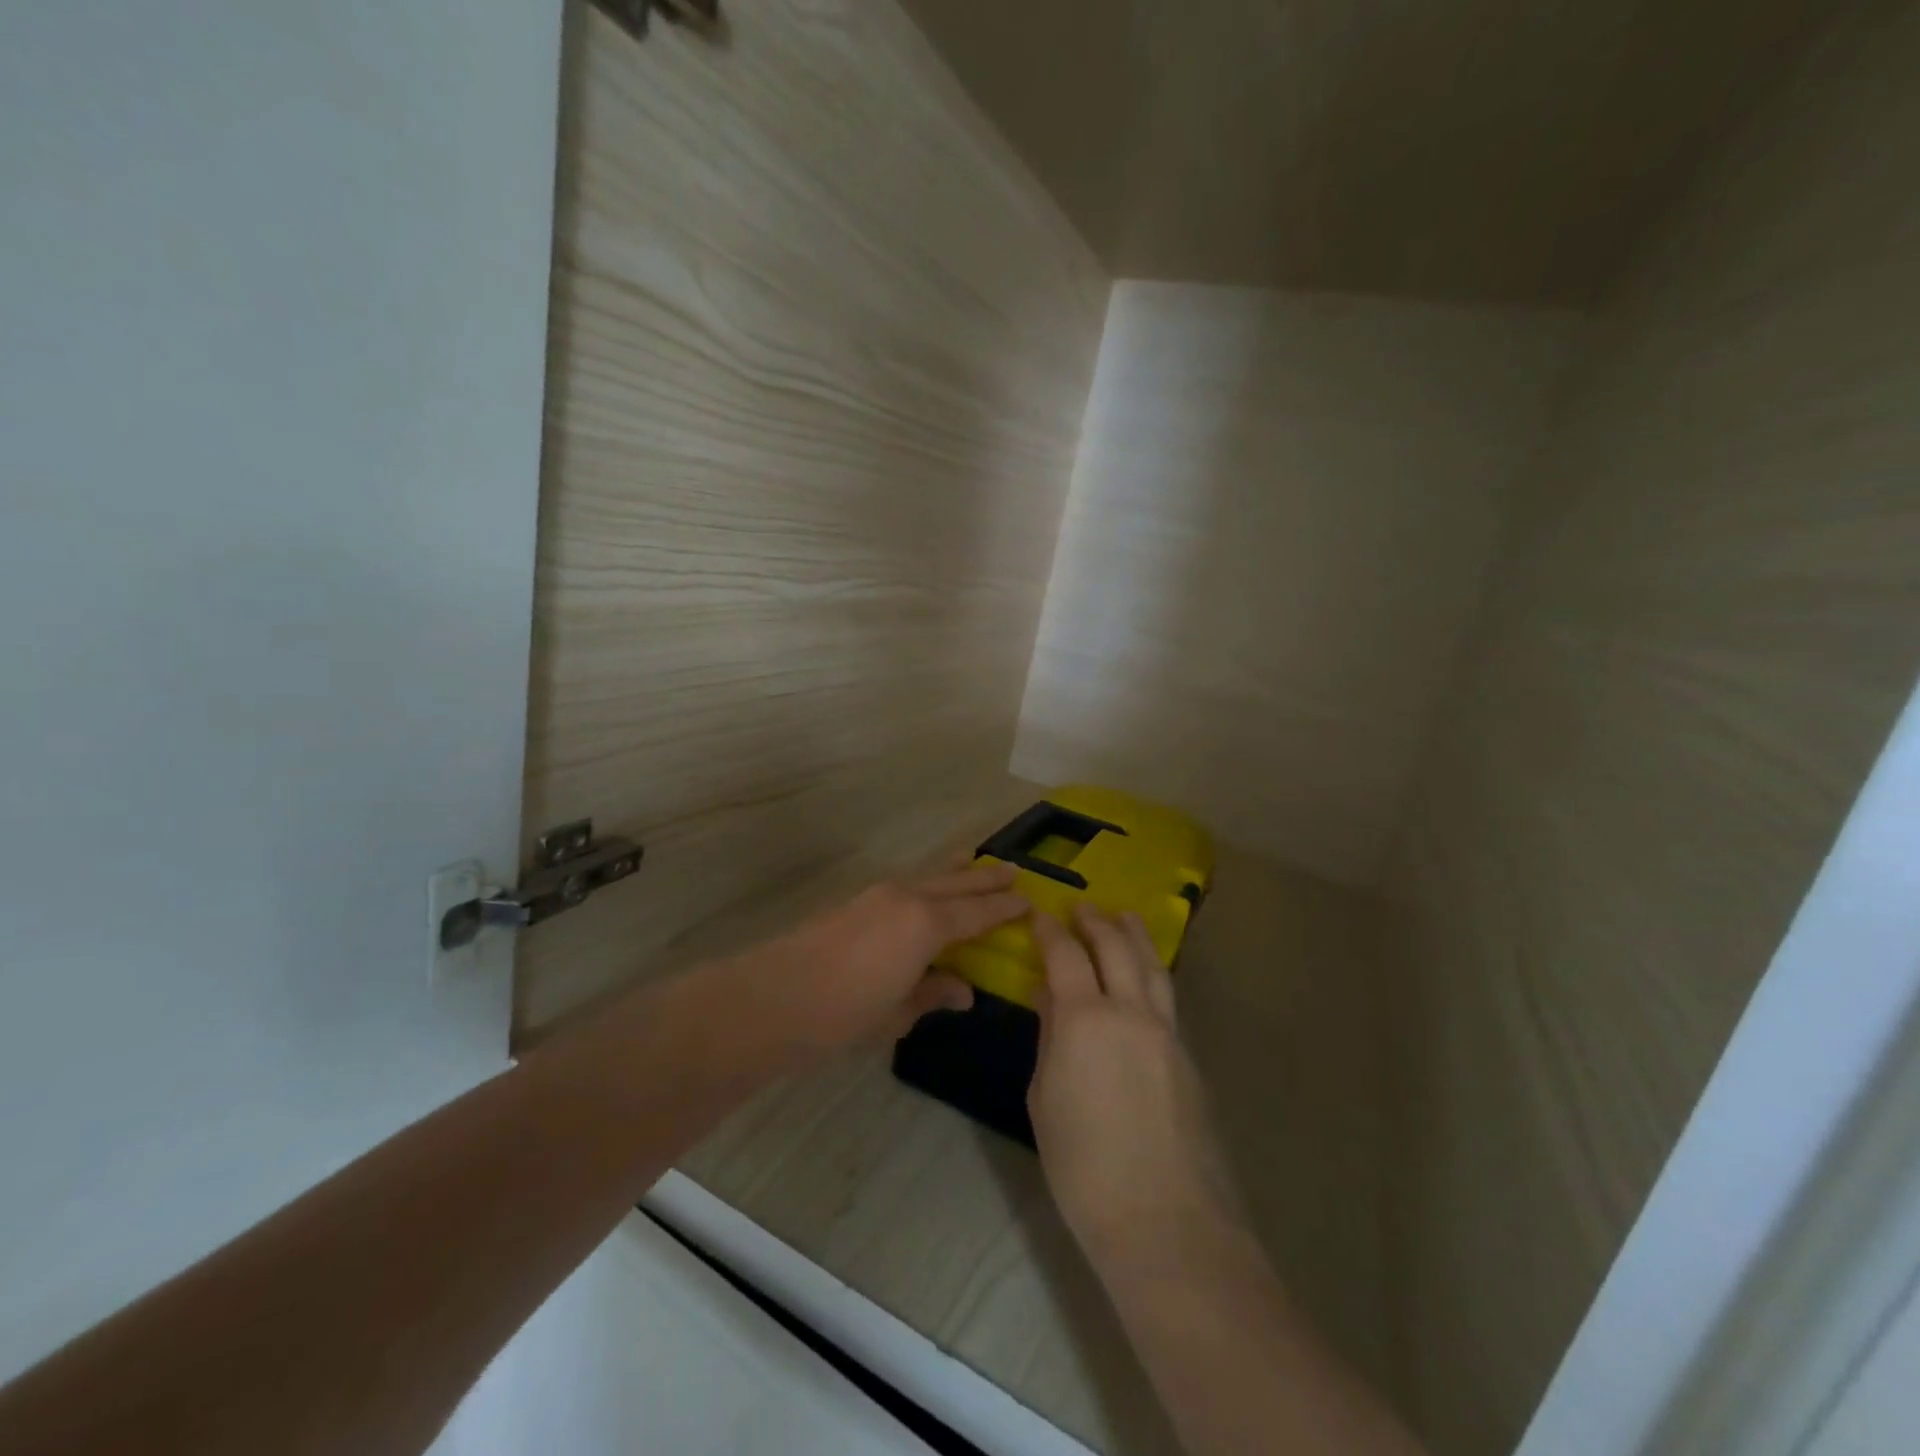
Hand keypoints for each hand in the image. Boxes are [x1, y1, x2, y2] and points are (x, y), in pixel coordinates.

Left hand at [749, 862, 1028, 1056]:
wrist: (774, 998)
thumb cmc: (844, 1013)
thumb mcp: (897, 1013)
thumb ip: (933, 994)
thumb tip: (963, 990)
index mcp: (926, 925)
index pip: (976, 913)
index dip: (1004, 908)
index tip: (1029, 900)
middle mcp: (906, 898)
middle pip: (955, 883)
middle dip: (985, 878)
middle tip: (1012, 869)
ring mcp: (877, 895)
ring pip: (928, 876)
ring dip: (954, 872)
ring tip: (973, 863)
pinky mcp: (855, 902)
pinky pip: (906, 884)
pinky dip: (927, 882)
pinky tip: (927, 892)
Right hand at [1029, 906, 1245, 1281]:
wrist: (1164, 1219)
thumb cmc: (1083, 1166)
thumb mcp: (1045, 1098)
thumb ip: (1049, 1039)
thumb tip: (1048, 998)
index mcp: (1085, 1019)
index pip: (1065, 955)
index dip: (1050, 931)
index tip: (1040, 915)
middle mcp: (1130, 1010)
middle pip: (1115, 946)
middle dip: (1096, 921)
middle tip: (1082, 907)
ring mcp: (1166, 1030)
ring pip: (1151, 965)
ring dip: (1133, 935)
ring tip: (1122, 917)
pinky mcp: (1187, 1054)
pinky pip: (1166, 995)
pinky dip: (1150, 971)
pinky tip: (1142, 975)